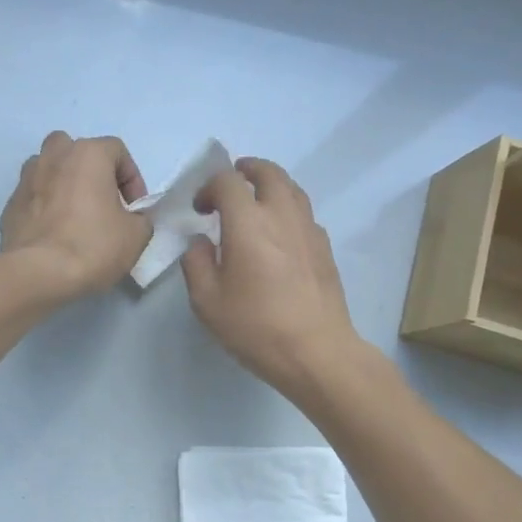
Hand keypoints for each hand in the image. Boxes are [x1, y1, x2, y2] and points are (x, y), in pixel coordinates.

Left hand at [0, 132, 152, 300]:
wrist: (37, 273)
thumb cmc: (93, 245)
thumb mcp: (136, 235)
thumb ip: (139, 218)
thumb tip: (130, 219)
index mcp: (87, 154)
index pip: (117, 151)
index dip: (132, 179)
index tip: (134, 209)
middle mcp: (53, 157)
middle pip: (76, 151)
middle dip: (92, 172)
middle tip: (102, 203)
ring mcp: (26, 179)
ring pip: (49, 169)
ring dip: (64, 185)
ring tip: (75, 216)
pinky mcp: (10, 205)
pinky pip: (34, 197)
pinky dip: (45, 207)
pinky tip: (54, 234)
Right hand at [182, 158, 363, 394]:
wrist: (315, 351)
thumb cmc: (255, 326)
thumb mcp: (206, 301)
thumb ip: (196, 263)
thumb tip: (201, 243)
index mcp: (248, 222)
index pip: (227, 182)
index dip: (209, 188)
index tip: (200, 210)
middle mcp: (282, 215)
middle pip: (269, 173)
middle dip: (247, 170)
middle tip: (233, 181)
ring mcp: (309, 229)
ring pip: (292, 189)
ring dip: (271, 186)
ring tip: (256, 202)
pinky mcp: (325, 248)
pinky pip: (305, 214)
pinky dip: (288, 210)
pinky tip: (279, 234)